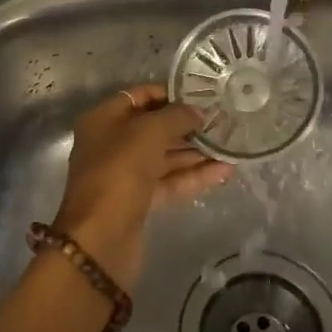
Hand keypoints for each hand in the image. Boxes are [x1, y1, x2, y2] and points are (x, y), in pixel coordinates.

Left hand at [52, 85, 233, 289]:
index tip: (203, 94)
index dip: (170, 93)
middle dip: (187, 124)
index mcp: (103, 119)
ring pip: (164, 157)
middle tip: (223, 120)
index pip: (140, 96)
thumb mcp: (148, 133)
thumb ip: (176, 116)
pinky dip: (193, 176)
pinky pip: (169, 181)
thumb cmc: (120, 172)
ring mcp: (125, 174)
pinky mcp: (139, 201)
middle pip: (153, 127)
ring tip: (230, 144)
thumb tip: (198, 112)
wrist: (101, 238)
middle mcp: (111, 143)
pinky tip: (225, 170)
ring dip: (195, 151)